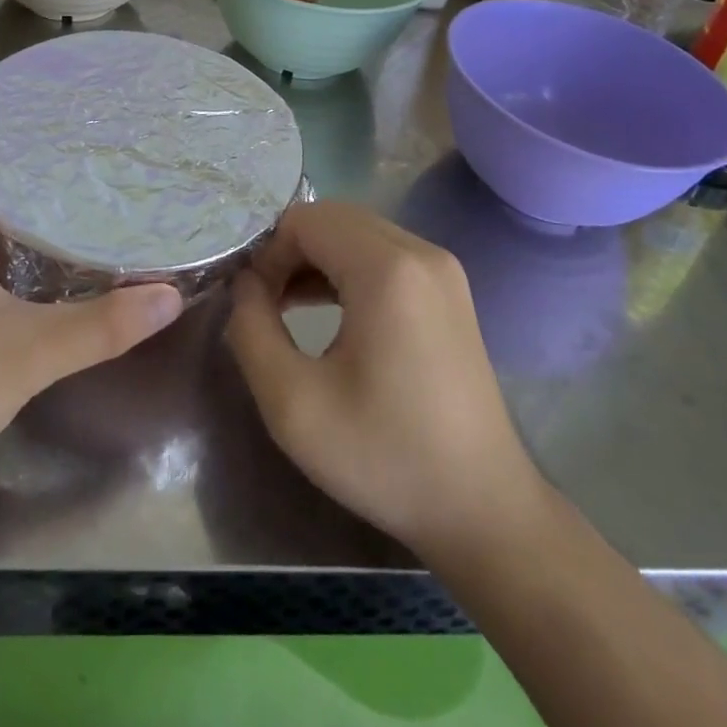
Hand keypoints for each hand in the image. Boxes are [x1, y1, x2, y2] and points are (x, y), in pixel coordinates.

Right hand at [225, 201, 542, 558]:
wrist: (481, 508)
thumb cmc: (384, 456)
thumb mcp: (291, 402)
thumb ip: (251, 328)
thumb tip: (245, 284)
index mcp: (387, 269)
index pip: (305, 220)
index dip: (268, 253)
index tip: (255, 305)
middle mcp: (420, 251)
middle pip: (332, 218)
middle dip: (289, 251)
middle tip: (267, 304)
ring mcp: (442, 268)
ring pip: (357, 232)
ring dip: (316, 259)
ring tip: (288, 309)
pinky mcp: (449, 289)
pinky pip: (383, 254)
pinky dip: (347, 269)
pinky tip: (330, 313)